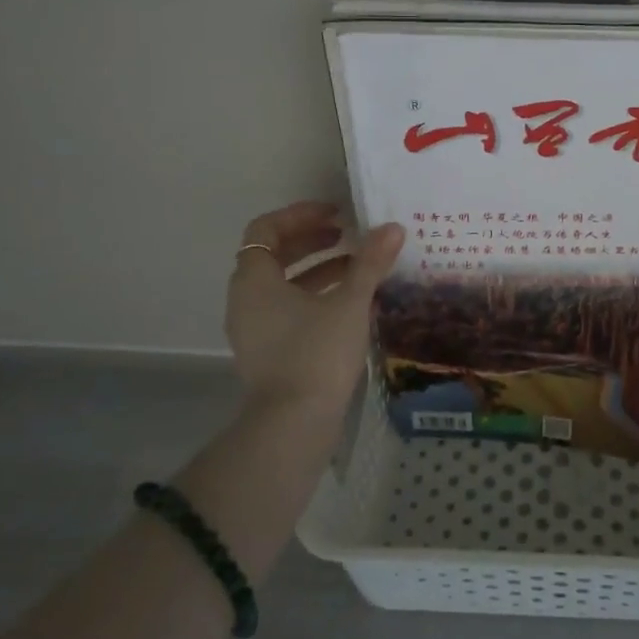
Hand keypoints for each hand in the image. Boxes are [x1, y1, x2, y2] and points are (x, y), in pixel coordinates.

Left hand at [226, 201, 403, 419]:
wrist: (294, 424)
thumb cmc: (317, 353)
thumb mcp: (350, 302)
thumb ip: (370, 262)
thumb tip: (392, 228)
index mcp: (254, 280)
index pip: (266, 229)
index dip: (300, 215)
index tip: (335, 214)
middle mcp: (246, 300)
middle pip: (273, 255)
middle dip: (311, 240)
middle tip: (347, 235)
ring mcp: (254, 329)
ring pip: (282, 285)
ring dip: (317, 269)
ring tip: (357, 267)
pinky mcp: (267, 352)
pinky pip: (287, 309)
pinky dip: (314, 296)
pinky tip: (351, 303)